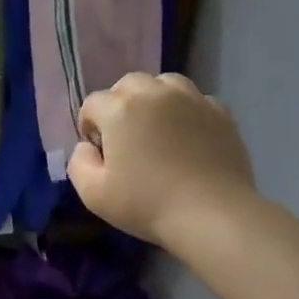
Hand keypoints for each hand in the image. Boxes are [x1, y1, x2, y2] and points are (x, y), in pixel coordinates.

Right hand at [69, 73, 255, 247]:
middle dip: (120, 105)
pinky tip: (187, 139)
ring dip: (153, 100)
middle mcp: (156, 93)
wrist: (212, 215)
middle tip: (125, 137)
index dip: (89, 125)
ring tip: (157, 130)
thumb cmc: (147, 204)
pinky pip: (195, 100)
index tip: (98, 151)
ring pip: (164, 84)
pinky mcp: (221, 112)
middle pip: (128, 84)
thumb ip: (78, 162)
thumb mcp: (93, 194)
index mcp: (121, 109)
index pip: (93, 103)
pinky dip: (185, 112)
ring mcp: (192, 99)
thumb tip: (86, 146)